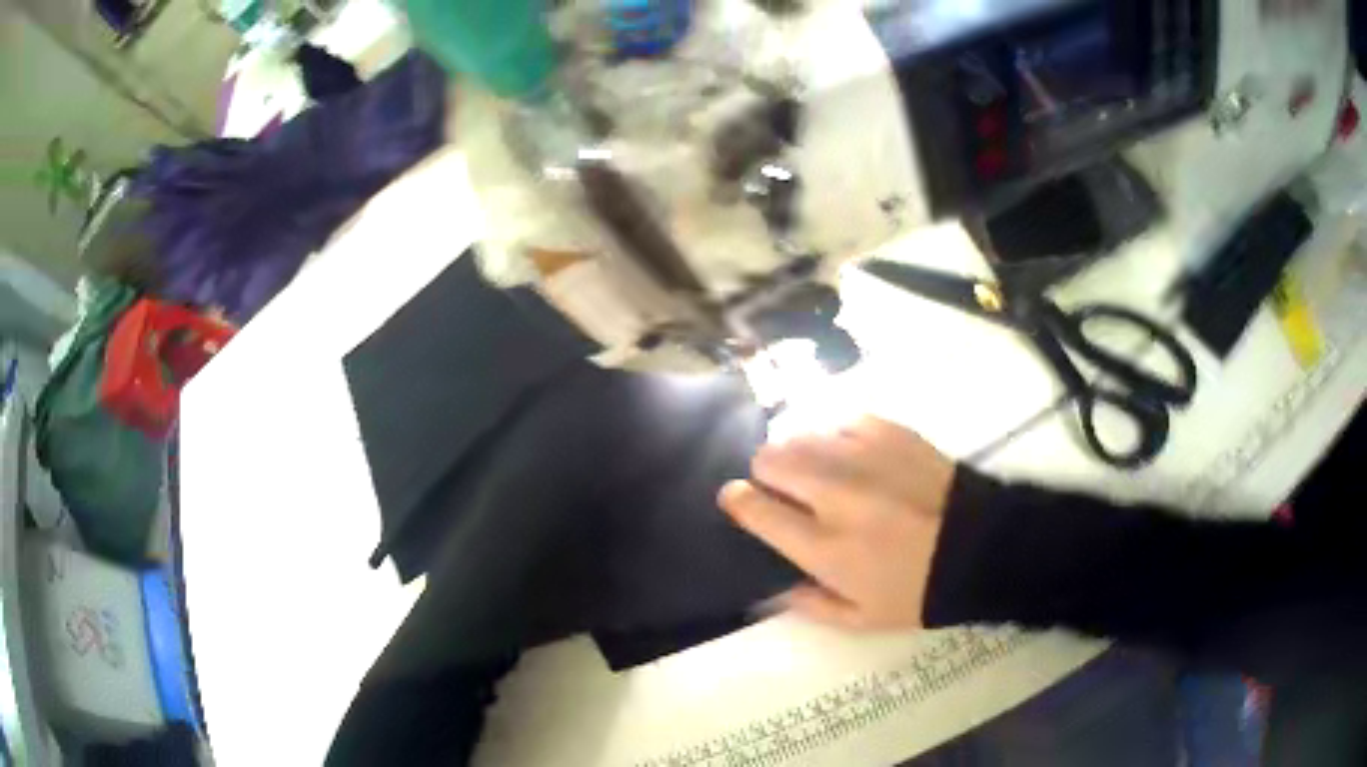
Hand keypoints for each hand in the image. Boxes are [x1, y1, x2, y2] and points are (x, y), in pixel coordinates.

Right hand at [719, 416, 954, 630]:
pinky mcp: (891, 432)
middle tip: (783, 488)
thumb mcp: (860, 620)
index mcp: (825, 546)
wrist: (981, 547)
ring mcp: (864, 457)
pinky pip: (842, 424)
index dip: (737, 500)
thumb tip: (775, 588)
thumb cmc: (920, 591)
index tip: (736, 499)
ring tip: (821, 472)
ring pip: (802, 435)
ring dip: (801, 454)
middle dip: (766, 472)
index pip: (757, 509)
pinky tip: (856, 458)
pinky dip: (839, 440)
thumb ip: (809, 605)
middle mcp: (835, 494)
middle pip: (771, 459)